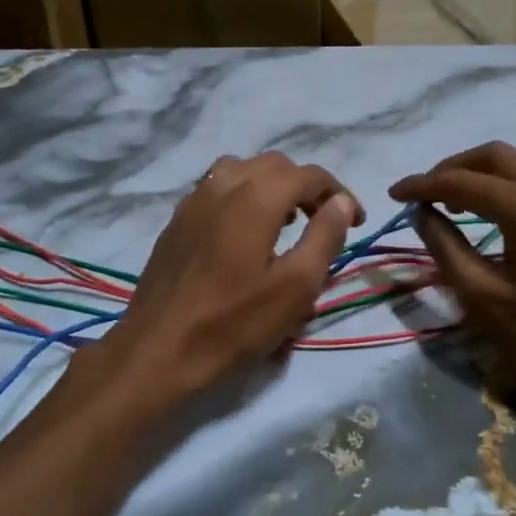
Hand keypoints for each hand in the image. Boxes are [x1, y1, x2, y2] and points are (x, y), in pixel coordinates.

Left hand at [97, 153, 362, 400]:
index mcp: (256, 197)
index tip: (357, 222)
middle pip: (275, 165)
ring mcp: (193, 201)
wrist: (158, 350)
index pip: (309, 175)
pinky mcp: (176, 221)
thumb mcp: (295, 287)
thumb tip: (341, 203)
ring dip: (271, 186)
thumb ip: (324, 237)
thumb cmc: (234, 323)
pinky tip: (244, 234)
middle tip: (322, 222)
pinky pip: (216, 189)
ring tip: (284, 222)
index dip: (339, 193)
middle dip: (305, 186)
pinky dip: (241, 196)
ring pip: (241, 171)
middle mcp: (223, 185)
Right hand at [389, 142, 515, 434]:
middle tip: (425, 194)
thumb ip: (445, 248)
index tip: (393, 194)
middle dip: (452, 168)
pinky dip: (505, 181)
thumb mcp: (482, 296)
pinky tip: (491, 210)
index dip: (421, 185)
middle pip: (492, 155)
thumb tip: (421, 213)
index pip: (459, 181)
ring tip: (453, 201)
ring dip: (480, 172)